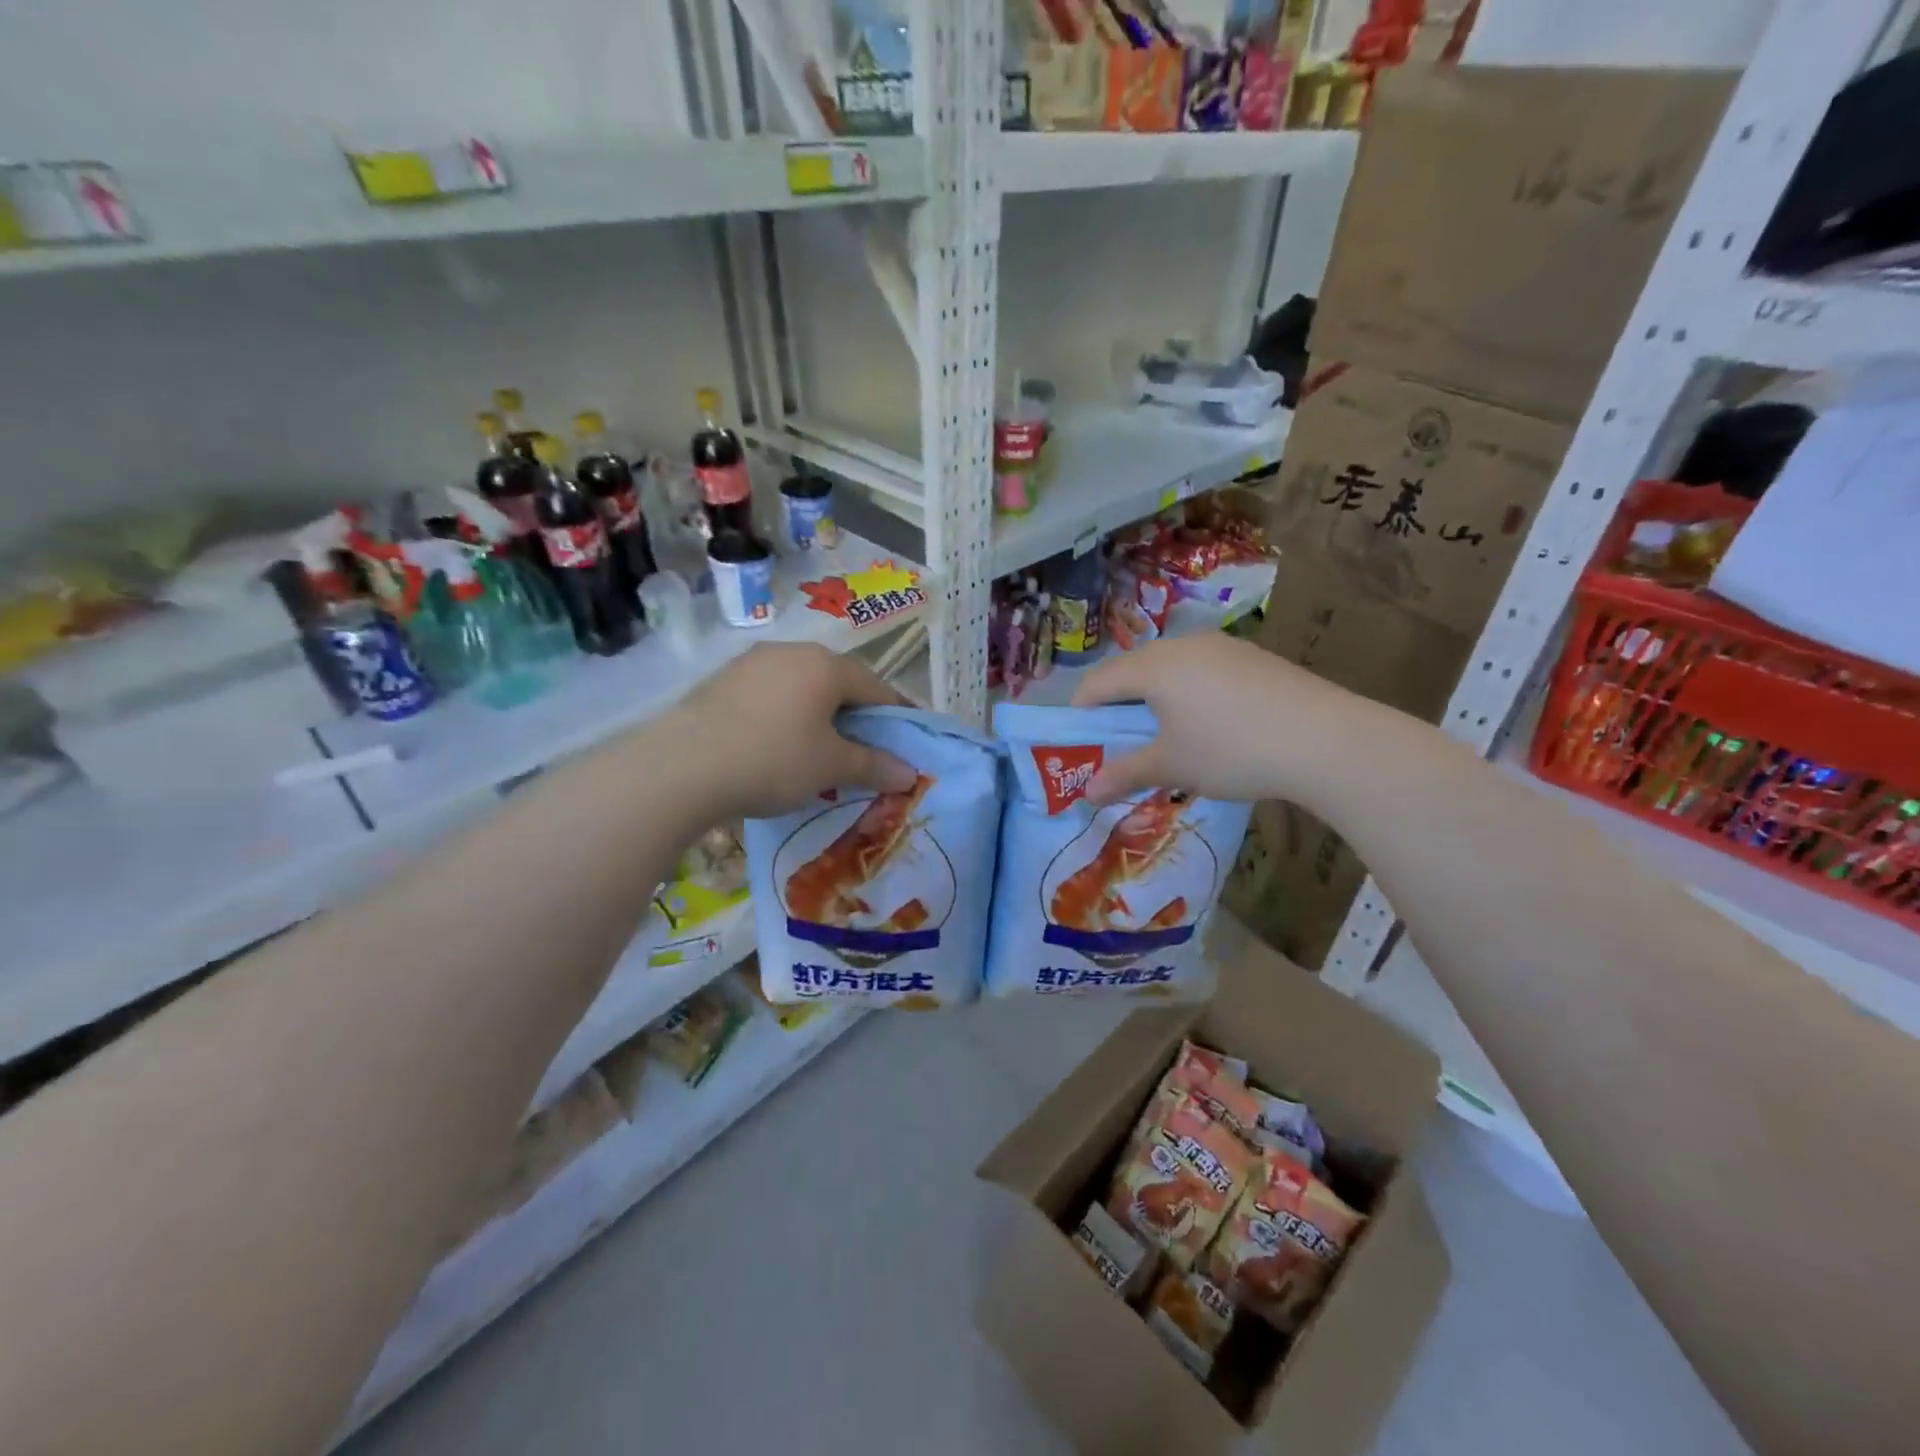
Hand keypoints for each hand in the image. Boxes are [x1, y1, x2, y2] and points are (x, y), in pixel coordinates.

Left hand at [663, 643, 917, 818]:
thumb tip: (910, 774)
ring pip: (802, 687)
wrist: (681, 766)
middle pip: (839, 683)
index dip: (898, 715)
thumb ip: (874, 766)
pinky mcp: (722, 680)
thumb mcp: (831, 767)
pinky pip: (771, 694)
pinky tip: (776, 745)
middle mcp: (792, 651)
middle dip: (857, 716)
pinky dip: (786, 716)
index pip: (877, 687)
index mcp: (827, 665)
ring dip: (819, 715)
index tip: (908, 741)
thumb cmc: (772, 760)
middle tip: (864, 751)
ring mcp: (752, 662)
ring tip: (819, 750)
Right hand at [1071, 634, 1353, 805]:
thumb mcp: (1172, 767)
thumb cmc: (1231, 750)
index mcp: (1153, 666)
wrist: (1325, 739)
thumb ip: (1125, 774)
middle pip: (1133, 670)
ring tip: (1165, 735)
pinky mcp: (1252, 656)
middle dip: (1118, 706)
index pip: (1099, 682)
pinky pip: (1202, 670)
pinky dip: (1189, 693)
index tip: (1081, 744)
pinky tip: (1210, 724)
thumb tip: (1086, 794)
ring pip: (1170, 668)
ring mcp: (1222, 646)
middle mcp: (1182, 645)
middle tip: (1120, 742)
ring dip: (1154, 698)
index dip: (1082, 712)